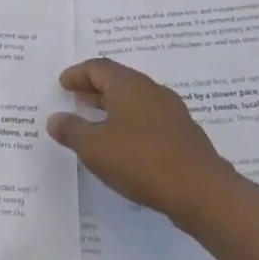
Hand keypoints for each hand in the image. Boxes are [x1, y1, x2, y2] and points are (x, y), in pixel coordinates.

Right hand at [47, 59, 242, 225]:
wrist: (203, 192)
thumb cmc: (141, 161)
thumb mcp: (94, 148)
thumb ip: (72, 130)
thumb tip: (55, 119)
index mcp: (129, 85)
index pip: (98, 67)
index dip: (77, 74)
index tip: (63, 84)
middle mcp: (151, 90)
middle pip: (118, 80)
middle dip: (95, 88)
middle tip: (75, 98)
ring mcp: (172, 112)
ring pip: (135, 100)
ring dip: (113, 106)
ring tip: (96, 121)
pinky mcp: (184, 134)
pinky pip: (149, 118)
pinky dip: (131, 122)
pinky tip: (124, 144)